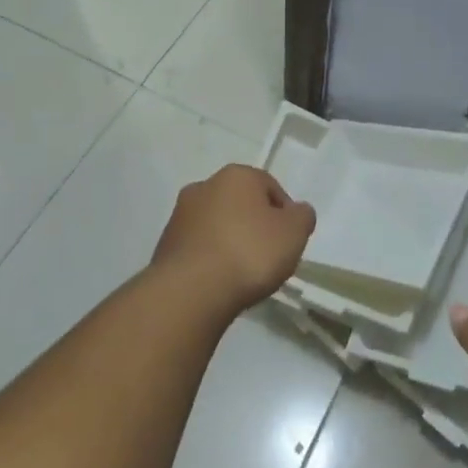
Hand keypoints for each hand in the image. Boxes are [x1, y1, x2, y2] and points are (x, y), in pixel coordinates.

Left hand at [151, 165, 316, 319]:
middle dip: (254, 225)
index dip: (284, 214)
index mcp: (236, 175)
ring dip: (230, 241)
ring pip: (216, 224)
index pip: (270, 187)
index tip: (288, 241)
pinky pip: (198, 247)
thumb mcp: (294, 233)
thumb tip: (297, 212)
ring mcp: (180, 215)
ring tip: (242, 273)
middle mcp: (204, 186)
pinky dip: (210, 259)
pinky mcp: (165, 245)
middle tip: (268, 256)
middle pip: (241, 204)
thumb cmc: (249, 253)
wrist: (190, 292)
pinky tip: (219, 282)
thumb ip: (302, 216)